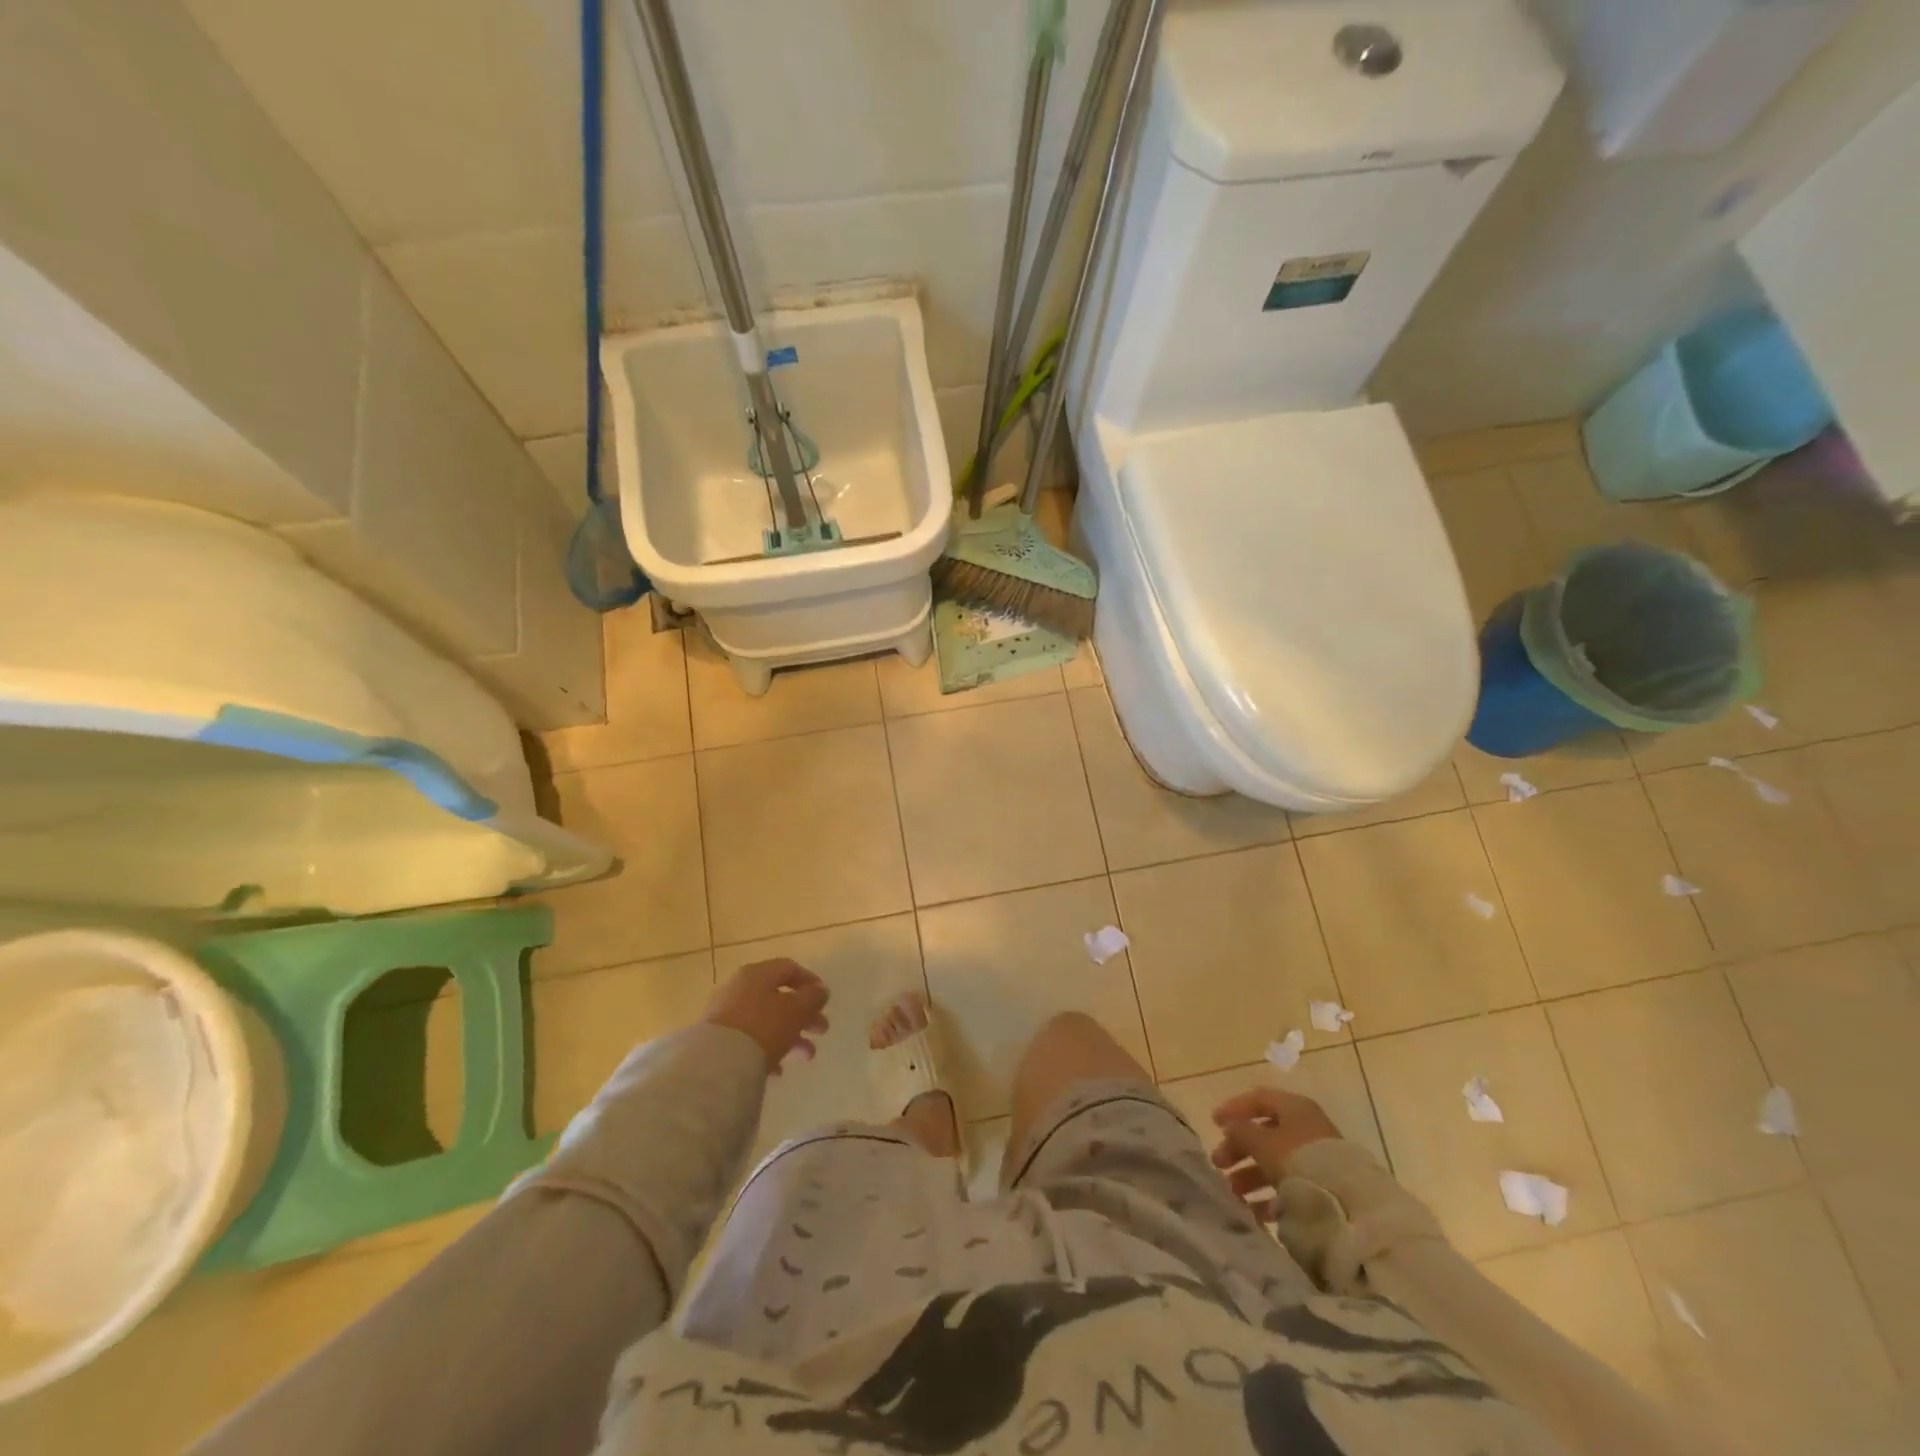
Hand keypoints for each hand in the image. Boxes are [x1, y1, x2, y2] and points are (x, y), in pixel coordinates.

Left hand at [706, 958, 829, 1072]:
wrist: (717, 1063)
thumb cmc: (764, 1026)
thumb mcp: (797, 1010)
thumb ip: (813, 998)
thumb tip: (820, 990)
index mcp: (757, 974)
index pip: (788, 968)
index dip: (810, 981)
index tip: (824, 999)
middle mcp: (739, 988)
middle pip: (778, 997)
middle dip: (804, 1015)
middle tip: (822, 1030)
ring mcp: (725, 1014)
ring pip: (766, 1021)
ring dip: (791, 1036)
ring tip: (807, 1056)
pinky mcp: (717, 1040)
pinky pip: (749, 1041)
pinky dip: (766, 1051)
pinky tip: (778, 1071)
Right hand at [1209, 1086, 1340, 1219]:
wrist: (1350, 1204)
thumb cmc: (1300, 1160)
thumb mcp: (1263, 1142)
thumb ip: (1241, 1131)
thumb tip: (1229, 1126)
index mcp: (1294, 1107)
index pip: (1257, 1099)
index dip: (1233, 1108)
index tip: (1213, 1124)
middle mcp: (1305, 1127)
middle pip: (1263, 1133)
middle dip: (1238, 1149)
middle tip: (1218, 1164)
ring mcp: (1316, 1158)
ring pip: (1274, 1161)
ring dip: (1250, 1175)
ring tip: (1233, 1193)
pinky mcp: (1322, 1185)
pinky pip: (1289, 1184)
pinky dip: (1270, 1195)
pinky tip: (1256, 1211)